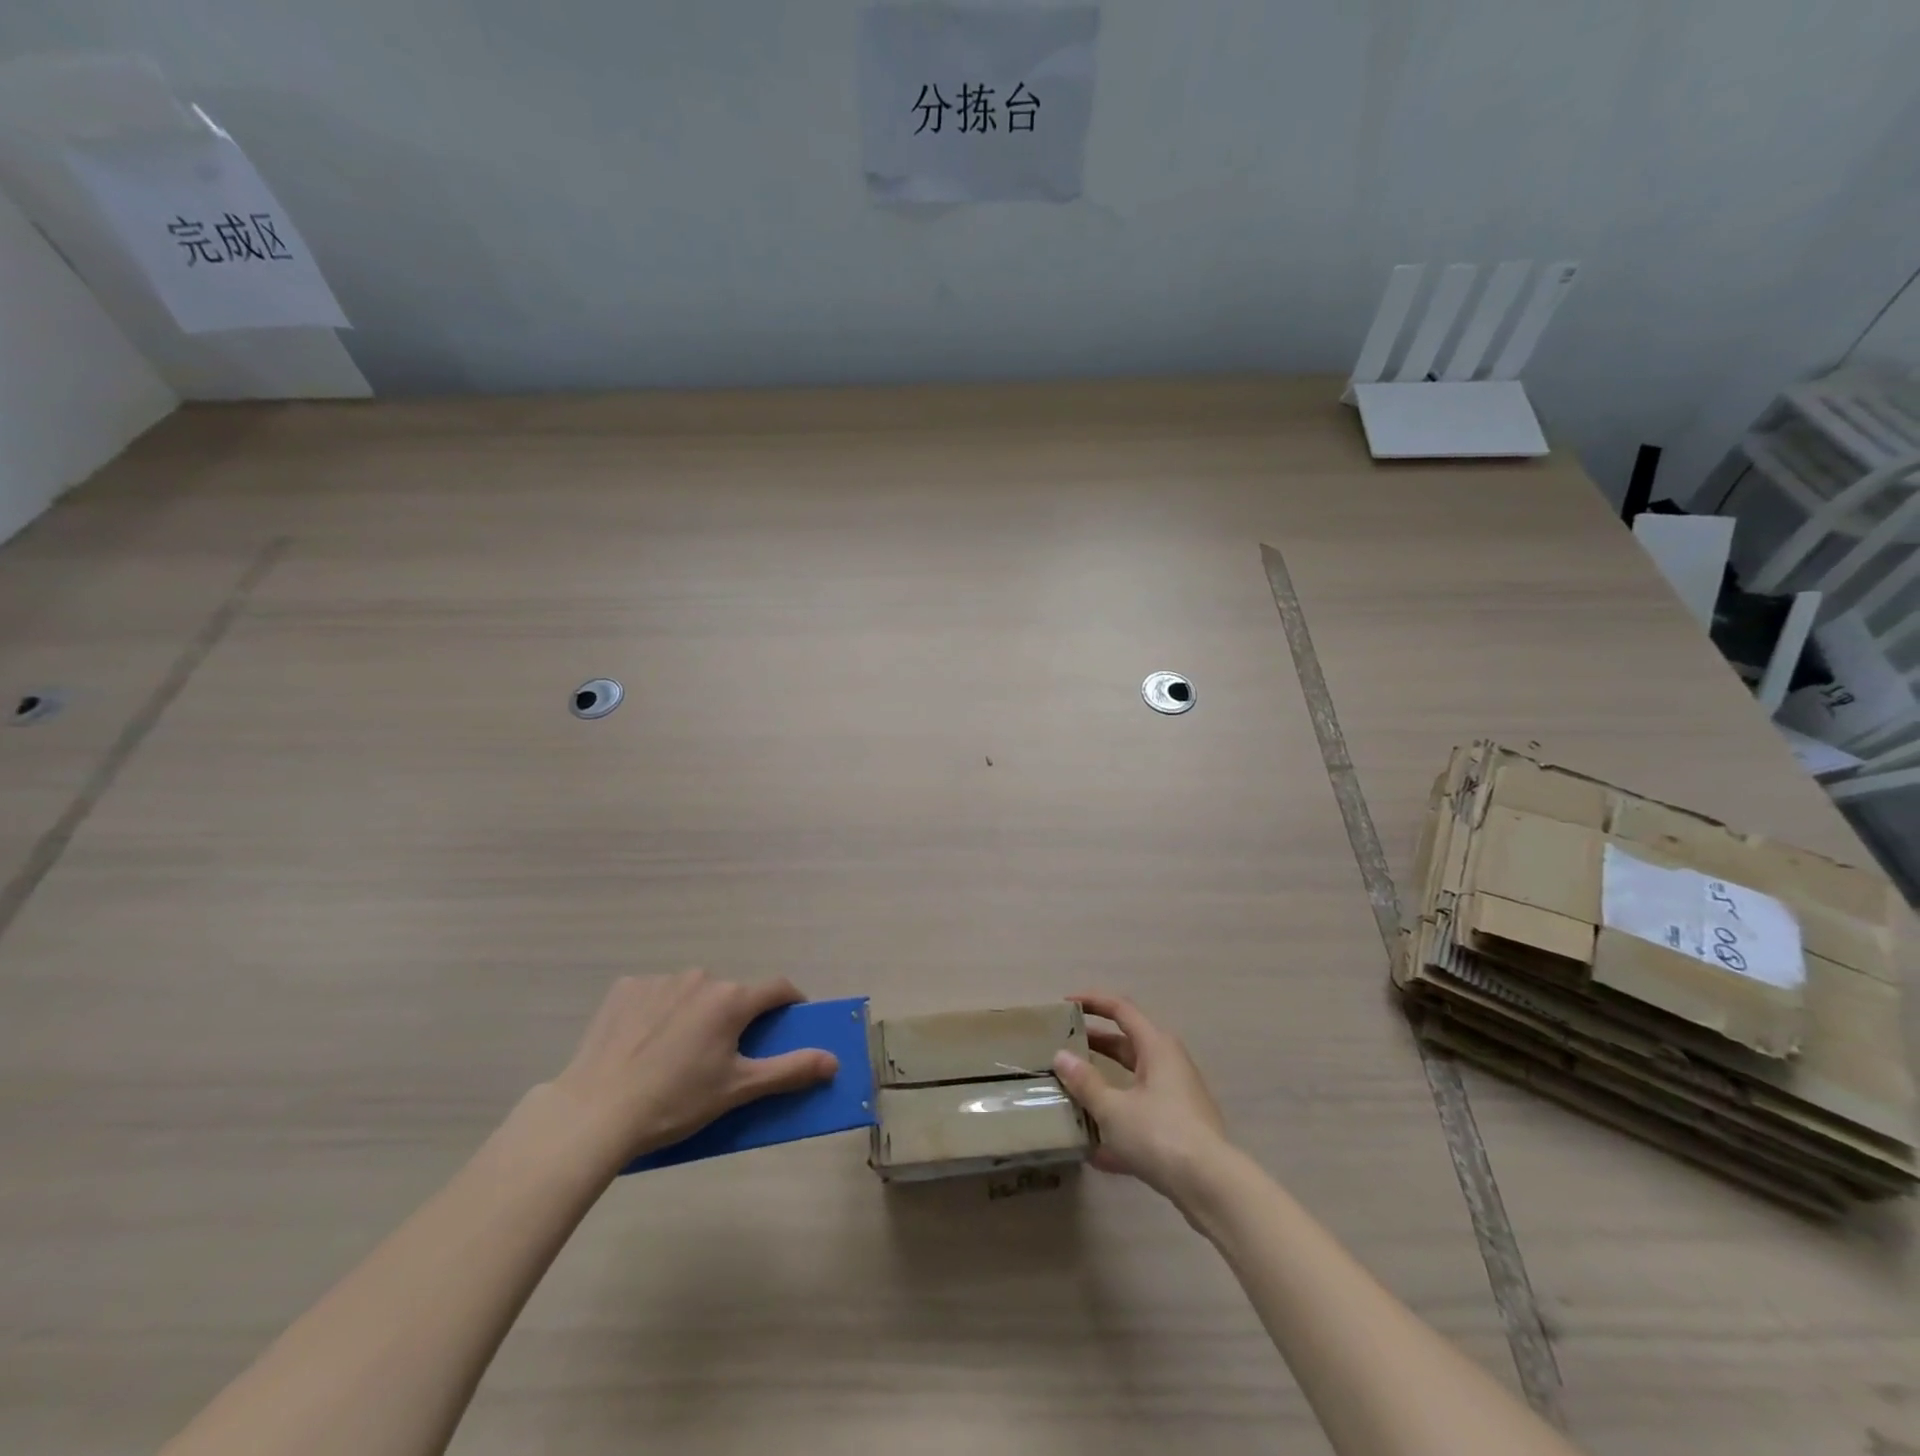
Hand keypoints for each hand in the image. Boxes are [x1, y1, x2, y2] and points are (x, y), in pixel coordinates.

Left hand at [547, 972, 838, 1170]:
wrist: (594, 1112)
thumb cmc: (675, 1102)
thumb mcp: (737, 1090)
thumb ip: (790, 1070)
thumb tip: (834, 1060)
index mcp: (731, 999)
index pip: (777, 988)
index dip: (790, 1001)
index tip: (791, 1019)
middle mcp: (700, 978)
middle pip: (731, 992)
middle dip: (735, 1016)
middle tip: (724, 1054)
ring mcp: (660, 980)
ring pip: (692, 992)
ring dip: (696, 1012)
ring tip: (677, 1054)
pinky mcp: (625, 989)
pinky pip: (656, 994)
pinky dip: (659, 1012)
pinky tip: (644, 1044)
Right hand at [1052, 993, 1229, 1204]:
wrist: (1212, 1187)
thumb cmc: (1160, 1134)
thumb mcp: (1113, 1109)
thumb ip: (1085, 1082)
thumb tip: (1061, 1056)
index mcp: (1157, 1047)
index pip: (1121, 1009)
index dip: (1092, 1002)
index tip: (1065, 1005)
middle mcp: (1169, 1064)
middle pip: (1127, 1043)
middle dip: (1094, 1043)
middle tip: (1063, 1046)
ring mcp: (1177, 1097)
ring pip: (1134, 1080)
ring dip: (1104, 1082)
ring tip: (1072, 1090)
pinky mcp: (1180, 1128)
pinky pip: (1141, 1113)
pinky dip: (1118, 1120)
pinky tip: (1094, 1149)